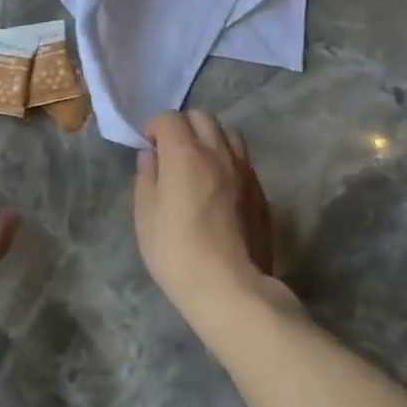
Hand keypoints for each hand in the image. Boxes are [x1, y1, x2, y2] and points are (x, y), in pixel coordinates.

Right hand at [134, 112, 283, 338]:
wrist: (231, 288)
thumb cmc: (177, 252)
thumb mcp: (145, 215)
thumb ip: (147, 177)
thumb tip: (152, 156)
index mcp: (185, 154)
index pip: (170, 118)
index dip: (155, 128)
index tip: (149, 149)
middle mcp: (218, 152)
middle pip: (202, 117)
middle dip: (183, 126)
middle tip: (172, 152)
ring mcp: (244, 170)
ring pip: (228, 133)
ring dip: (210, 138)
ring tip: (199, 163)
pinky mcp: (261, 191)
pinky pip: (243, 159)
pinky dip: (228, 159)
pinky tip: (220, 185)